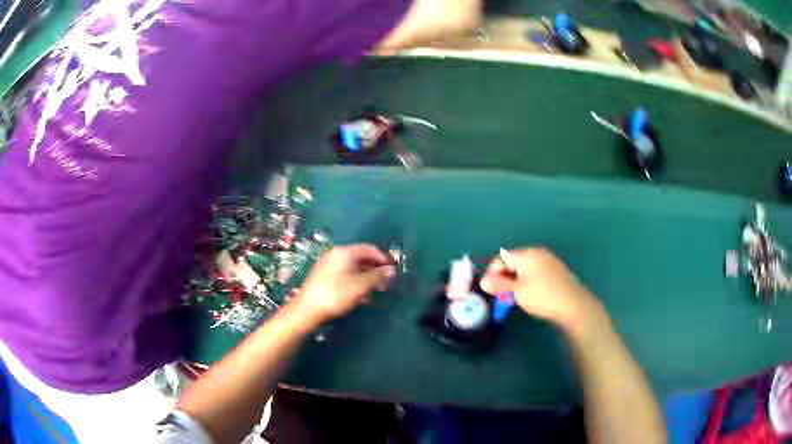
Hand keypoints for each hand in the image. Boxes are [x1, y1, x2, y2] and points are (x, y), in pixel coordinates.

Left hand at [294, 245, 395, 324]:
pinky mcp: (324, 277)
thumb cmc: (336, 295)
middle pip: (361, 258)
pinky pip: (345, 275)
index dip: (384, 259)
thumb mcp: (361, 286)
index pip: (370, 249)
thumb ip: (377, 276)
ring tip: (375, 291)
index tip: (393, 271)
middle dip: (375, 270)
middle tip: (386, 283)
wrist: (307, 310)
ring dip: (367, 278)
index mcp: (345, 252)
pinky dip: (356, 282)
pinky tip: (360, 296)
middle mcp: (336, 255)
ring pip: (354, 268)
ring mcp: (329, 265)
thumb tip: (391, 270)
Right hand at [480, 247, 608, 335]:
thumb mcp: (518, 292)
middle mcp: (538, 252)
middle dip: (504, 276)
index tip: (487, 289)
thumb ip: (500, 285)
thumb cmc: (543, 296)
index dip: (492, 272)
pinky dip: (527, 280)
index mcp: (527, 254)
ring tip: (512, 296)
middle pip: (514, 261)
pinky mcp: (556, 270)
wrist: (574, 305)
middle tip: (499, 294)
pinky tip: (528, 294)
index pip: (502, 258)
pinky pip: (535, 271)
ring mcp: (549, 260)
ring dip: (515, 280)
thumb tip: (484, 281)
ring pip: (525, 268)